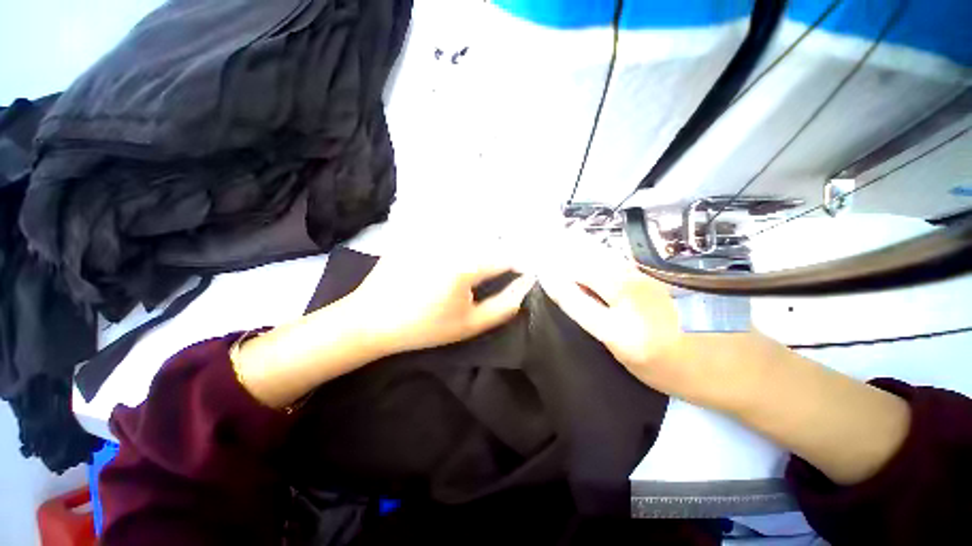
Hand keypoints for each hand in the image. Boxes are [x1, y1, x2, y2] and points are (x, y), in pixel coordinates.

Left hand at [348, 243, 535, 355]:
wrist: (372, 319)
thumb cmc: (423, 327)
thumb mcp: (469, 325)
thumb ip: (504, 306)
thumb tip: (526, 284)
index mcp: (464, 266)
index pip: (507, 257)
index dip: (521, 264)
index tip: (525, 274)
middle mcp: (451, 241)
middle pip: (491, 237)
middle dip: (504, 250)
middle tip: (505, 267)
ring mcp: (433, 232)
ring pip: (472, 227)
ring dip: (485, 237)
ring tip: (484, 257)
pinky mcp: (418, 229)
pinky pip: (449, 224)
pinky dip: (462, 229)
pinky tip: (455, 254)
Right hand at [537, 235, 758, 407]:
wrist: (740, 364)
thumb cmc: (680, 373)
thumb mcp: (630, 359)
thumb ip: (602, 324)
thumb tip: (581, 296)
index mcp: (623, 332)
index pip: (575, 301)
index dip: (555, 284)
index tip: (541, 271)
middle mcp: (635, 299)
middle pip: (588, 268)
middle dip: (564, 256)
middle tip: (546, 245)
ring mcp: (653, 280)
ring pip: (605, 257)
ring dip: (581, 247)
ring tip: (562, 237)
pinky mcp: (666, 271)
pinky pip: (623, 258)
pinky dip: (602, 251)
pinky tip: (592, 247)